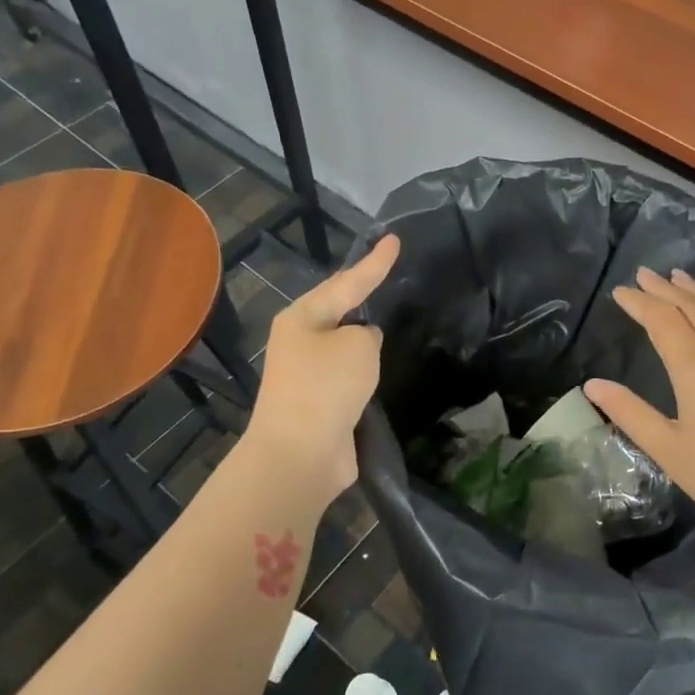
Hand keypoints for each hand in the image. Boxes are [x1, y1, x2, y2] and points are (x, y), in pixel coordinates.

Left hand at [243, 234, 399, 503]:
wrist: (299, 454)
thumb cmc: (325, 387)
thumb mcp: (357, 346)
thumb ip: (366, 334)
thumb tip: (361, 344)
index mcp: (302, 318)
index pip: (348, 282)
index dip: (375, 262)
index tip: (395, 239)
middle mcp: (300, 341)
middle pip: (338, 309)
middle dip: (361, 293)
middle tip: (386, 273)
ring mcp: (307, 374)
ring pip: (343, 345)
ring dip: (362, 336)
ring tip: (388, 318)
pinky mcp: (319, 404)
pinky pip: (347, 375)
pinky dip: (364, 370)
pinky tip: (380, 368)